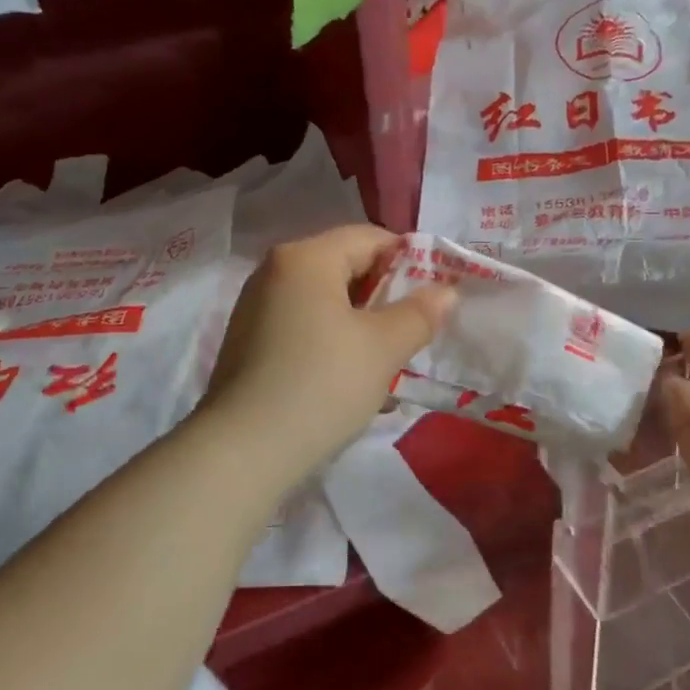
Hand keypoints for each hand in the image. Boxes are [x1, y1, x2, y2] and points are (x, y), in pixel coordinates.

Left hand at [201, 225, 453, 480]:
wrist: (243, 452)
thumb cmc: (322, 384)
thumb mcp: (383, 348)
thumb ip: (420, 313)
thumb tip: (446, 291)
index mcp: (305, 257)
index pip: (370, 237)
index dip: (410, 260)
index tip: (435, 294)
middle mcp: (274, 271)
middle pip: (344, 265)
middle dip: (385, 294)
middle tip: (415, 328)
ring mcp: (256, 307)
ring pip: (325, 299)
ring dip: (361, 320)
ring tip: (387, 356)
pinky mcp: (249, 342)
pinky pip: (303, 324)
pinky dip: (332, 338)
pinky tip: (349, 375)